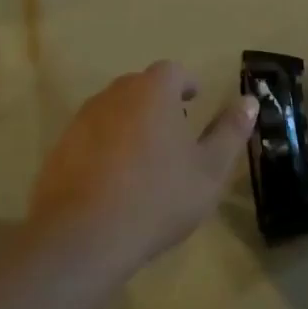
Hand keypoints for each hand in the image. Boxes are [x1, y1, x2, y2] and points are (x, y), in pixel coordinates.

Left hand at [28, 61, 257, 275]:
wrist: (84, 237)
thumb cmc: (158, 197)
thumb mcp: (209, 170)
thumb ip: (230, 131)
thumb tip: (248, 101)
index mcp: (153, 92)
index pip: (172, 71)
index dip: (186, 84)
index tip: (194, 102)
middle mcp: (114, 96)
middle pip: (139, 87)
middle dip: (158, 102)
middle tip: (175, 133)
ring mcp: (81, 121)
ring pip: (113, 111)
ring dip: (130, 124)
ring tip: (145, 159)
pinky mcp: (59, 149)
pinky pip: (90, 138)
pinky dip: (105, 148)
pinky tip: (114, 183)